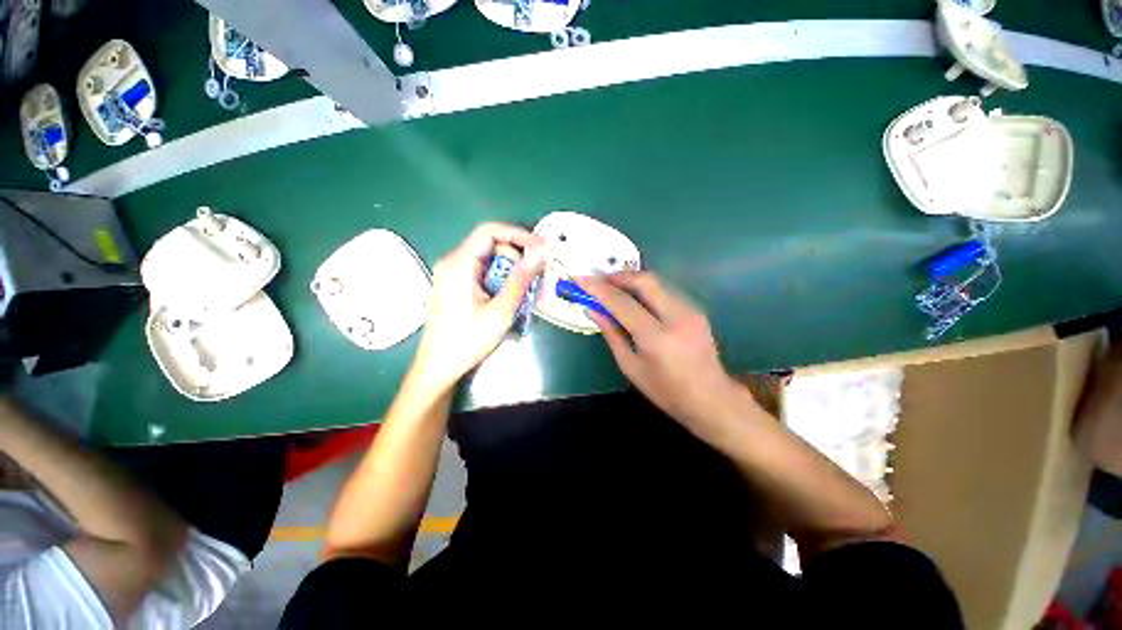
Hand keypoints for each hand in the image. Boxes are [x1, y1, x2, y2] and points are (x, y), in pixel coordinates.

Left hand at [413, 223, 544, 391]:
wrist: (438, 366)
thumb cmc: (468, 341)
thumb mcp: (500, 311)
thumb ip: (521, 280)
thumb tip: (540, 254)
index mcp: (459, 264)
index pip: (490, 231)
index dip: (519, 234)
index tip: (541, 248)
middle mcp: (452, 261)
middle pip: (490, 244)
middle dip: (515, 257)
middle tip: (533, 278)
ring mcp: (451, 273)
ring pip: (488, 258)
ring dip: (509, 270)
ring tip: (521, 292)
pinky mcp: (454, 284)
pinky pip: (482, 270)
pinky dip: (499, 278)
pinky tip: (506, 297)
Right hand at [579, 272, 752, 432]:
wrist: (711, 398)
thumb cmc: (665, 390)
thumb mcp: (630, 366)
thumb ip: (611, 333)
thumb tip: (592, 309)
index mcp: (656, 337)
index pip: (621, 303)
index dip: (597, 288)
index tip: (579, 278)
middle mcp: (676, 316)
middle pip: (644, 281)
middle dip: (617, 275)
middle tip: (598, 280)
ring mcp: (690, 310)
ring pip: (656, 282)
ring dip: (631, 280)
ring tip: (613, 288)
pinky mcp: (696, 309)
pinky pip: (665, 291)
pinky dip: (645, 290)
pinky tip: (635, 299)